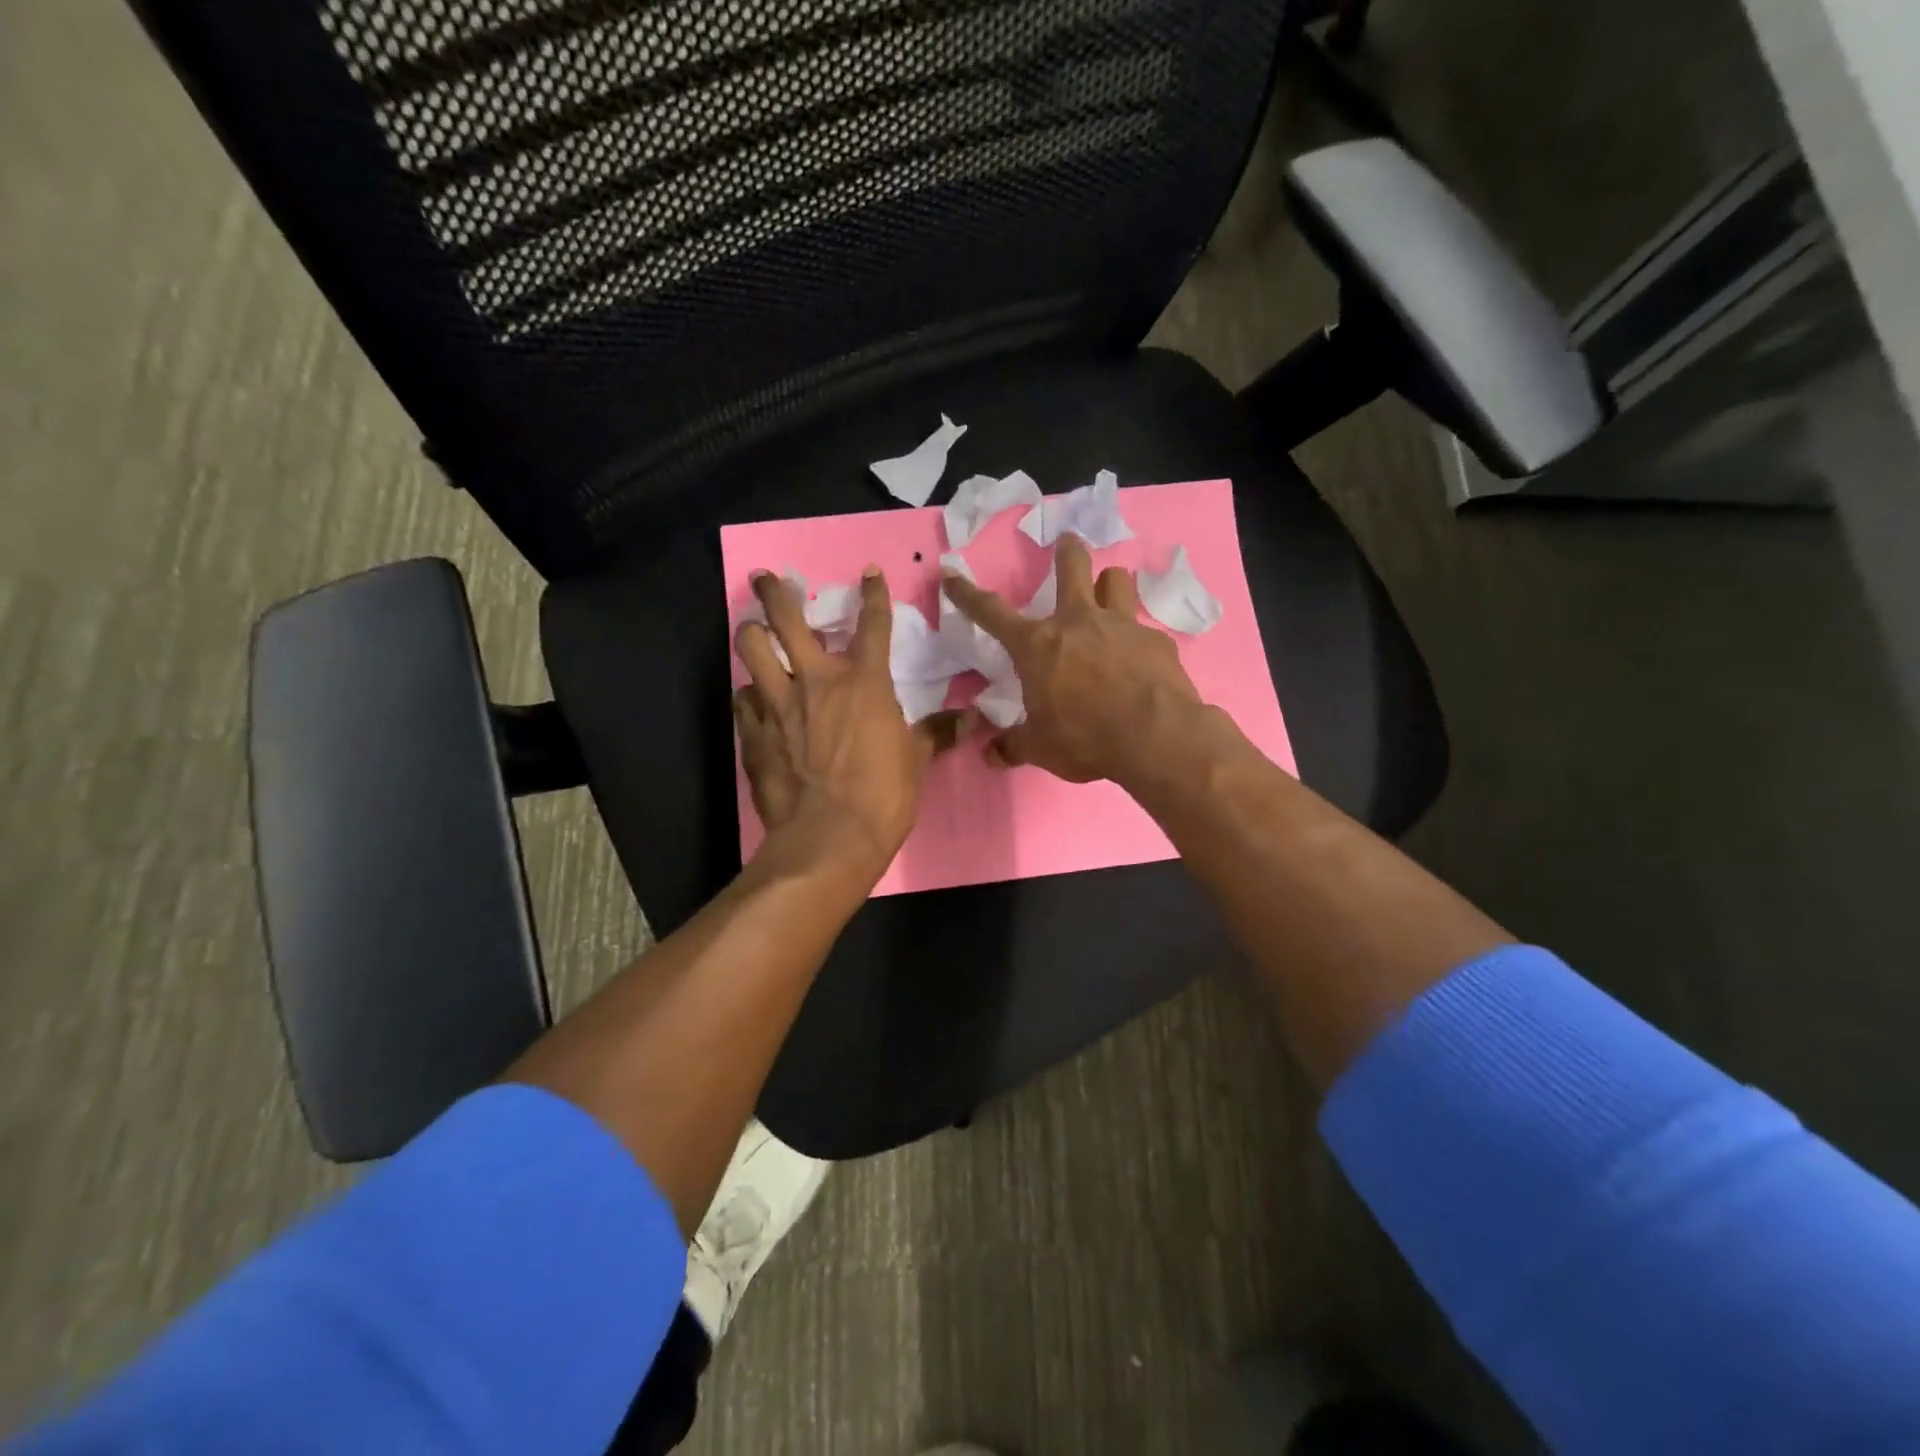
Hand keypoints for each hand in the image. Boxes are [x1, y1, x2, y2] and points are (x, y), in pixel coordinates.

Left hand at [734, 568, 963, 880]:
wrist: (830, 838)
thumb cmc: (883, 795)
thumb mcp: (917, 760)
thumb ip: (938, 732)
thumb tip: (973, 719)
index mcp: (864, 682)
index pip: (873, 624)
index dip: (873, 594)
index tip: (868, 572)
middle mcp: (816, 681)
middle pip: (787, 618)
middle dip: (774, 592)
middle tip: (768, 578)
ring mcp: (778, 704)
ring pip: (750, 648)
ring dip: (751, 635)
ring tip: (753, 632)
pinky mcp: (754, 733)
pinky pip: (743, 699)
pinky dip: (748, 694)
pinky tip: (753, 699)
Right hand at [942, 535, 1205, 786]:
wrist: (1154, 738)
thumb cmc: (1085, 739)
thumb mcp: (1040, 748)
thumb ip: (1013, 746)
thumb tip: (989, 754)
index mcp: (1037, 646)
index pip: (991, 613)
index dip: (967, 594)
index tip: (951, 575)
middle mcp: (1078, 622)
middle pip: (1072, 565)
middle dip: (1067, 550)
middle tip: (1066, 543)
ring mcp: (1121, 626)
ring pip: (1117, 580)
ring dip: (1109, 585)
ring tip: (1108, 596)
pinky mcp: (1156, 641)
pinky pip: (1143, 629)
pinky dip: (1137, 639)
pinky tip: (1141, 661)